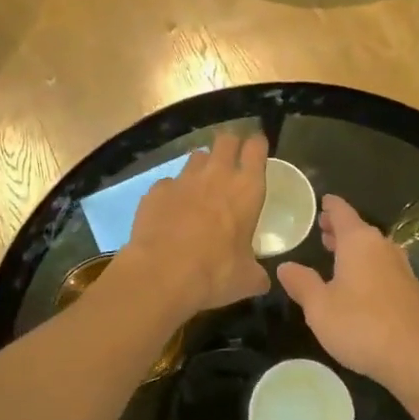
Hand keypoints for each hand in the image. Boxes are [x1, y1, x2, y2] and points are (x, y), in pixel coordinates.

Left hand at [118, 134, 269, 316]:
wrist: (162, 274)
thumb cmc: (216, 273)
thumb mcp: (247, 279)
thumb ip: (256, 273)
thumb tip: (262, 281)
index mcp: (246, 189)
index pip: (257, 147)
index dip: (257, 145)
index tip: (257, 150)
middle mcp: (216, 175)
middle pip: (226, 139)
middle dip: (230, 144)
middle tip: (231, 160)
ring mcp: (183, 179)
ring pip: (196, 156)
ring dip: (202, 166)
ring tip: (201, 185)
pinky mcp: (156, 190)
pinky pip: (168, 183)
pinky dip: (172, 192)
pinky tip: (171, 211)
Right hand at [277, 195, 418, 386]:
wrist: (417, 357)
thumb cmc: (361, 325)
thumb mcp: (319, 307)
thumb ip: (301, 283)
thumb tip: (285, 266)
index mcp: (358, 241)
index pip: (342, 212)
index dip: (330, 206)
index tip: (322, 201)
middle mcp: (382, 246)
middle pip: (358, 229)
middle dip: (340, 228)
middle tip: (322, 229)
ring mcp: (400, 267)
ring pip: (372, 248)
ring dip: (354, 249)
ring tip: (336, 254)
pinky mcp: (410, 289)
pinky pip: (383, 266)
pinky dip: (367, 266)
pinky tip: (359, 283)